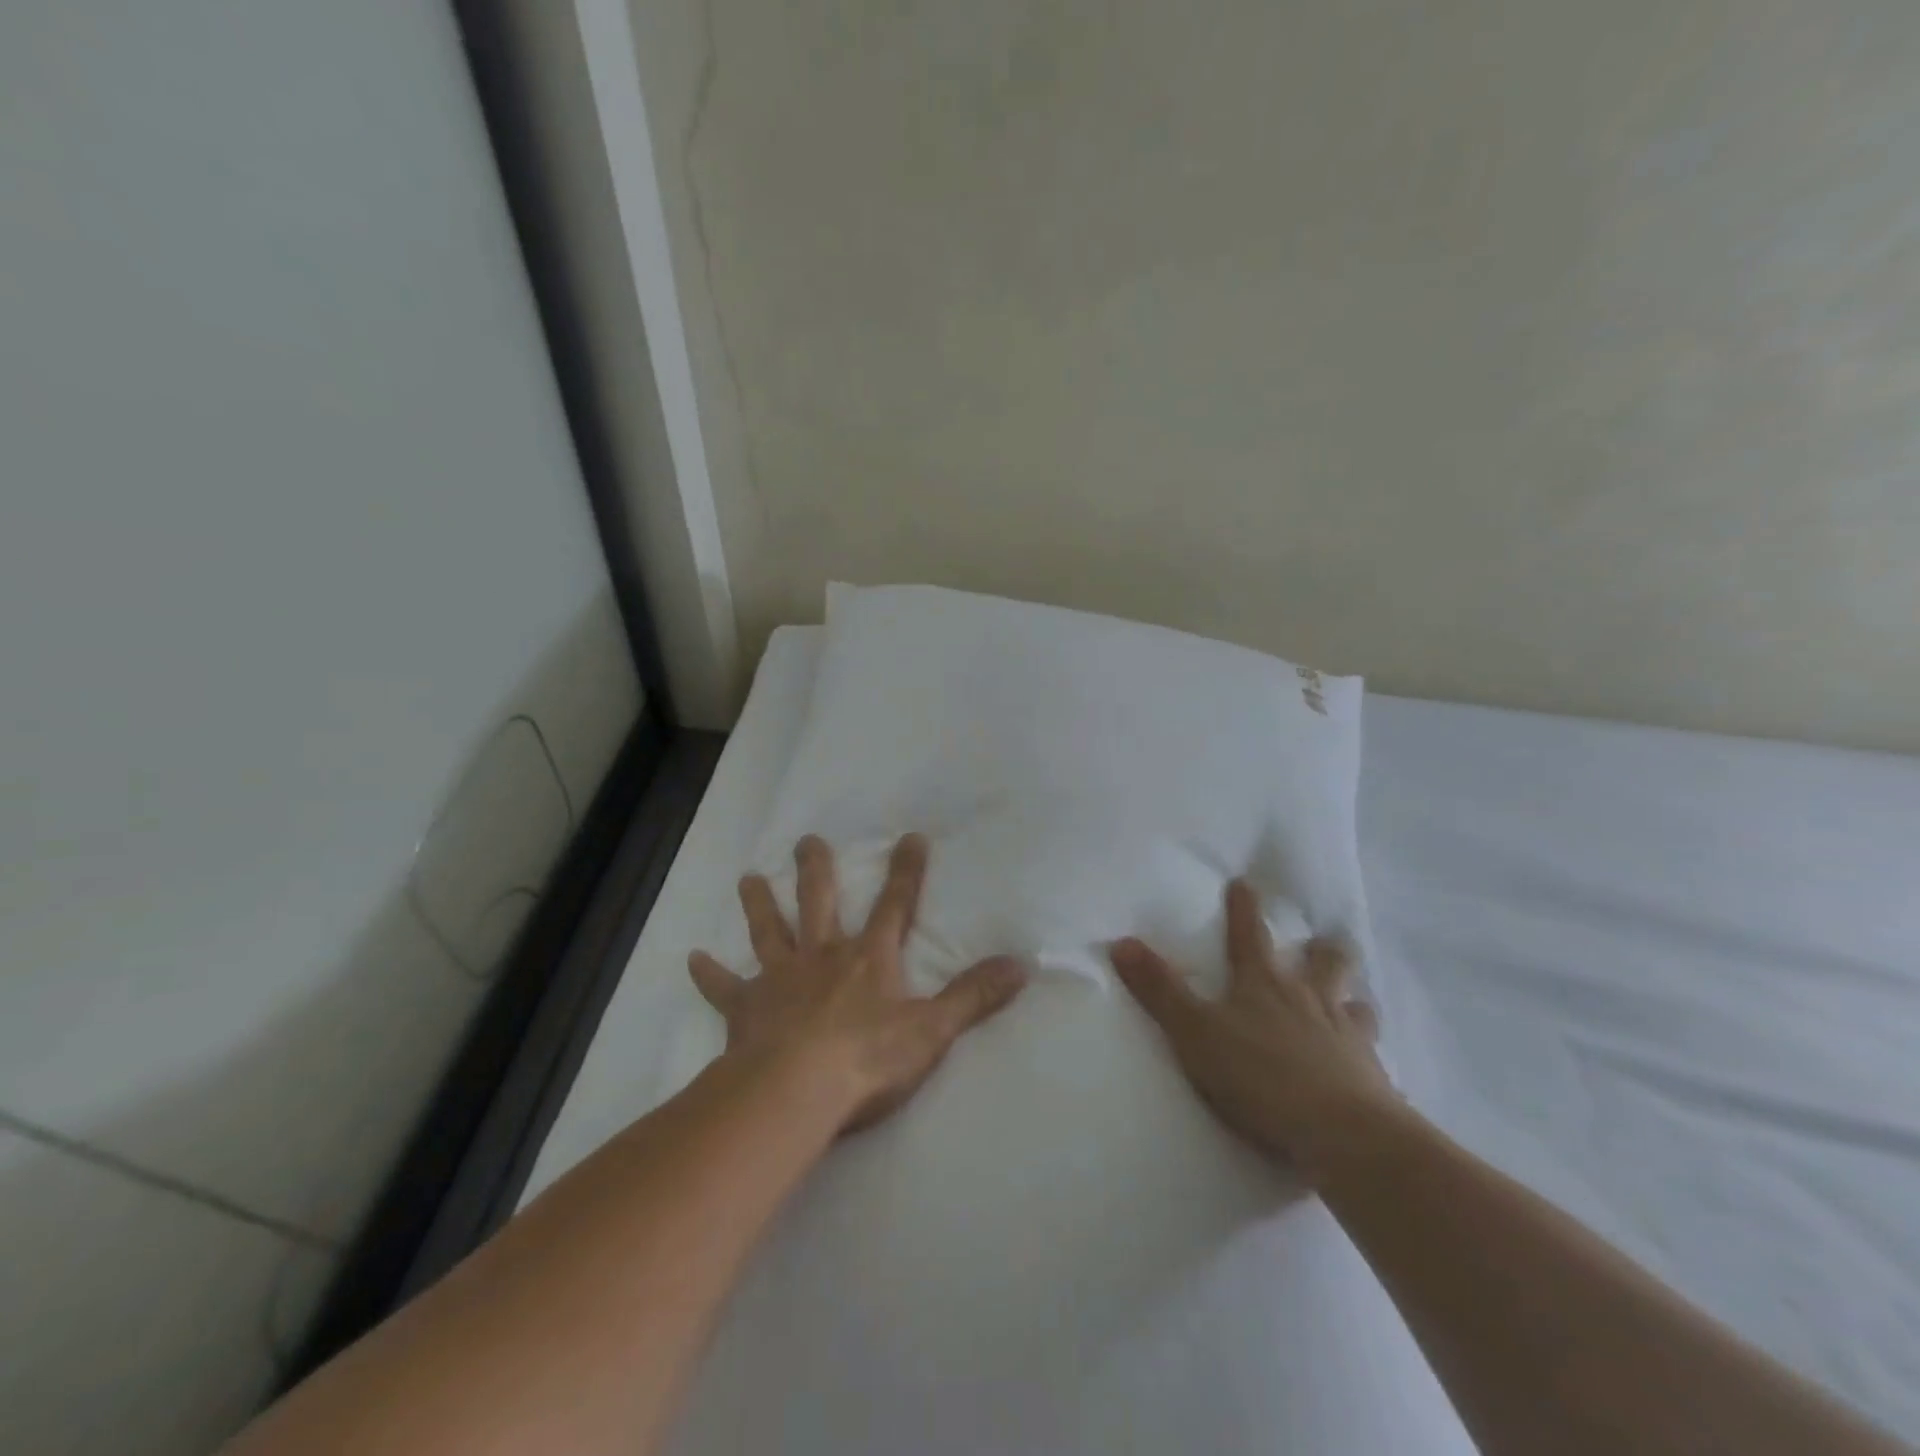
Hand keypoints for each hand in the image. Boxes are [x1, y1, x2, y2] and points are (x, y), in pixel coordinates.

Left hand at [689, 833, 1027, 1133]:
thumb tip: (1022, 965)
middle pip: (819, 902)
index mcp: (868, 959)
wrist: (796, 1092)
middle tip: (806, 839)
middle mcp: (823, 956)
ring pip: (769, 932)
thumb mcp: (933, 1030)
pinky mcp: (746, 1010)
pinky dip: (709, 976)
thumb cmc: (868, 1060)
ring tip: (748, 878)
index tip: (910, 836)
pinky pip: (724, 989)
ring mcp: (780, 980)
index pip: (895, 905)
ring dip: (759, 905)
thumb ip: (975, 996)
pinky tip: (691, 960)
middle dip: (816, 869)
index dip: (906, 871)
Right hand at [1110, 880, 1399, 1182]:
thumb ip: (1159, 990)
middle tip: (1320, 942)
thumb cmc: (1259, 1076)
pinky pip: (1374, 1054)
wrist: (1341, 1134)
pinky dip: (1368, 1051)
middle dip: (1320, 949)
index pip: (1249, 934)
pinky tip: (1369, 1063)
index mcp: (1263, 984)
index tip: (1244, 883)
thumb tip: (1121, 942)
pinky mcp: (1373, 1076)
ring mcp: (1346, 1035)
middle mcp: (1309, 999)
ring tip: (1351, 1000)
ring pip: (1356, 1003)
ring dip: (1351, 996)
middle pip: (1323, 961)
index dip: (1243, 908)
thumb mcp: (1194, 1033)